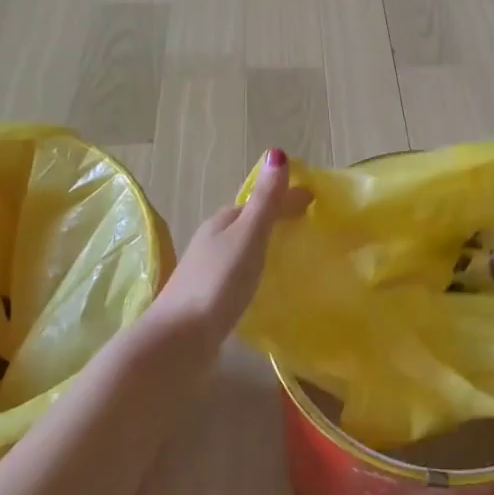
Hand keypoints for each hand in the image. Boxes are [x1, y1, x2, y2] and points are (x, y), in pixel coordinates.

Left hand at [151, 149, 310, 340]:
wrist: (178, 342)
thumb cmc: (218, 282)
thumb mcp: (248, 236)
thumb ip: (265, 200)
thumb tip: (276, 152)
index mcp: (222, 222)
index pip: (258, 201)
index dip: (285, 198)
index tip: (316, 202)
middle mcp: (211, 242)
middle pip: (247, 223)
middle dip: (275, 220)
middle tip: (308, 227)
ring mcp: (207, 272)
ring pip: (241, 250)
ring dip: (264, 247)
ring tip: (292, 256)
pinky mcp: (208, 300)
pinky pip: (237, 275)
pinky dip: (254, 271)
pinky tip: (265, 286)